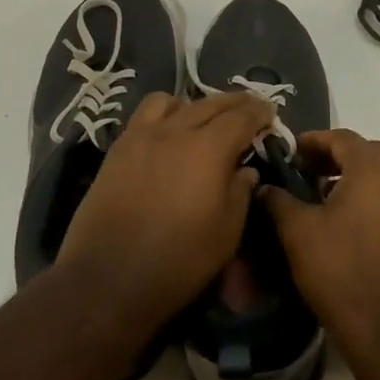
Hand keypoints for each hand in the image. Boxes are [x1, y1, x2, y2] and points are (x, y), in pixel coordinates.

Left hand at [56, 90, 273, 335]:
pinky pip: (145, 114)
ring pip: (174, 101)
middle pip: (211, 103)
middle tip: (249, 107)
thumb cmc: (178, 260)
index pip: (242, 116)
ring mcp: (142, 135)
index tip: (270, 112)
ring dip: (196, 104)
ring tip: (204, 119)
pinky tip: (167, 131)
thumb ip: (240, 192)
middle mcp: (176, 130)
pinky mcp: (118, 148)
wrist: (108, 278)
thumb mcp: (227, 233)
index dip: (259, 112)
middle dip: (235, 102)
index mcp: (209, 149)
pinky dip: (164, 112)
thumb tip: (246, 170)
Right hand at [260, 128, 379, 359]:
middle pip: (364, 151)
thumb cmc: (341, 269)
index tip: (288, 153)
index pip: (340, 137)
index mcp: (372, 167)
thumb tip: (264, 187)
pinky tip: (344, 221)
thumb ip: (279, 200)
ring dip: (351, 176)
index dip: (312, 141)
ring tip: (320, 196)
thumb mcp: (298, 231)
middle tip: (304, 171)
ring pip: (379, 174)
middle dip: (333, 156)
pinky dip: (367, 196)